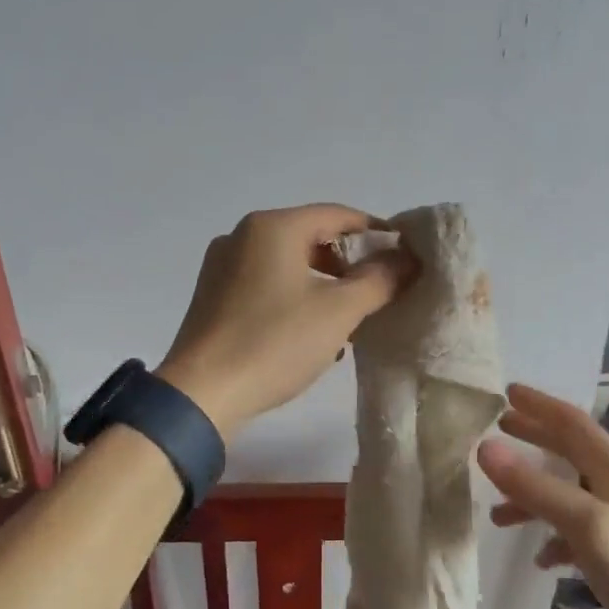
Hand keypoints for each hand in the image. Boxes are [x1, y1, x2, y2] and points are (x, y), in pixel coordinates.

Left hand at [156, 205, 416, 437]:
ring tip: (348, 319)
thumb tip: (407, 259)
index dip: (376, 232)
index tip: (404, 257)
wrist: (202, 394)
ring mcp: (222, 266)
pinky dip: (294, 297)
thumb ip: (379, 280)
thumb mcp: (338, 312)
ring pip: (288, 264)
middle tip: (377, 292)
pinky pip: (265, 284)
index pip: (338, 215)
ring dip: (323, 285)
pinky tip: (310, 333)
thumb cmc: (274, 343)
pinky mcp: (213, 295)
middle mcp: (242, 235)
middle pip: (310, 237)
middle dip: (349, 264)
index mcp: (272, 227)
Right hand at [478, 384, 608, 608]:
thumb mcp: (584, 523)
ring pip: (568, 493)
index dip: (540, 405)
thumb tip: (484, 447)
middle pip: (571, 451)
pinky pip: (575, 531)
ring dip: (533, 494)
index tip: (507, 392)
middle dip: (535, 437)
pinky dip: (552, 535)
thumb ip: (534, 487)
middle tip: (500, 427)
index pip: (572, 423)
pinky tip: (539, 558)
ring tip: (498, 512)